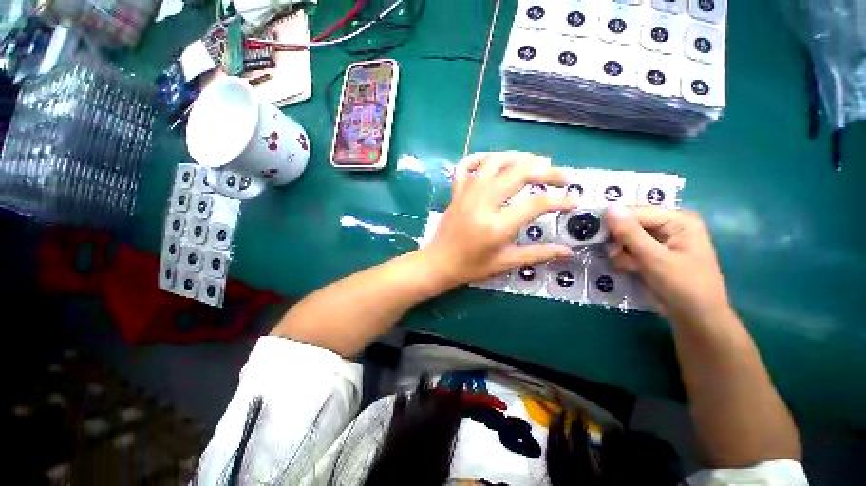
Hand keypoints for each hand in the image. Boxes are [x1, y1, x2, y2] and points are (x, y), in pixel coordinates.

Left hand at [422, 152, 577, 287]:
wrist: (438, 263)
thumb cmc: (471, 267)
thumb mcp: (505, 263)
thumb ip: (537, 254)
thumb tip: (568, 251)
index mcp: (496, 226)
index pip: (535, 203)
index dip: (560, 199)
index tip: (574, 200)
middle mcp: (482, 203)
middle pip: (518, 174)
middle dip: (546, 171)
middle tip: (562, 176)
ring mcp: (467, 194)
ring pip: (494, 162)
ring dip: (518, 157)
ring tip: (536, 161)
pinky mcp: (456, 192)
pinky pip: (465, 166)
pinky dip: (480, 158)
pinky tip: (494, 160)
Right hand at [605, 205, 731, 326]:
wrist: (696, 318)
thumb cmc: (683, 286)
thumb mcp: (654, 259)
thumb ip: (630, 233)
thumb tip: (609, 207)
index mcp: (678, 220)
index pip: (636, 212)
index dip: (614, 222)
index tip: (595, 235)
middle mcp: (670, 225)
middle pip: (630, 224)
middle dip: (619, 241)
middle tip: (615, 256)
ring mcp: (661, 240)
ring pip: (626, 238)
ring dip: (621, 252)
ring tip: (628, 266)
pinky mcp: (654, 253)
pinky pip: (630, 248)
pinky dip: (625, 259)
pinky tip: (631, 269)